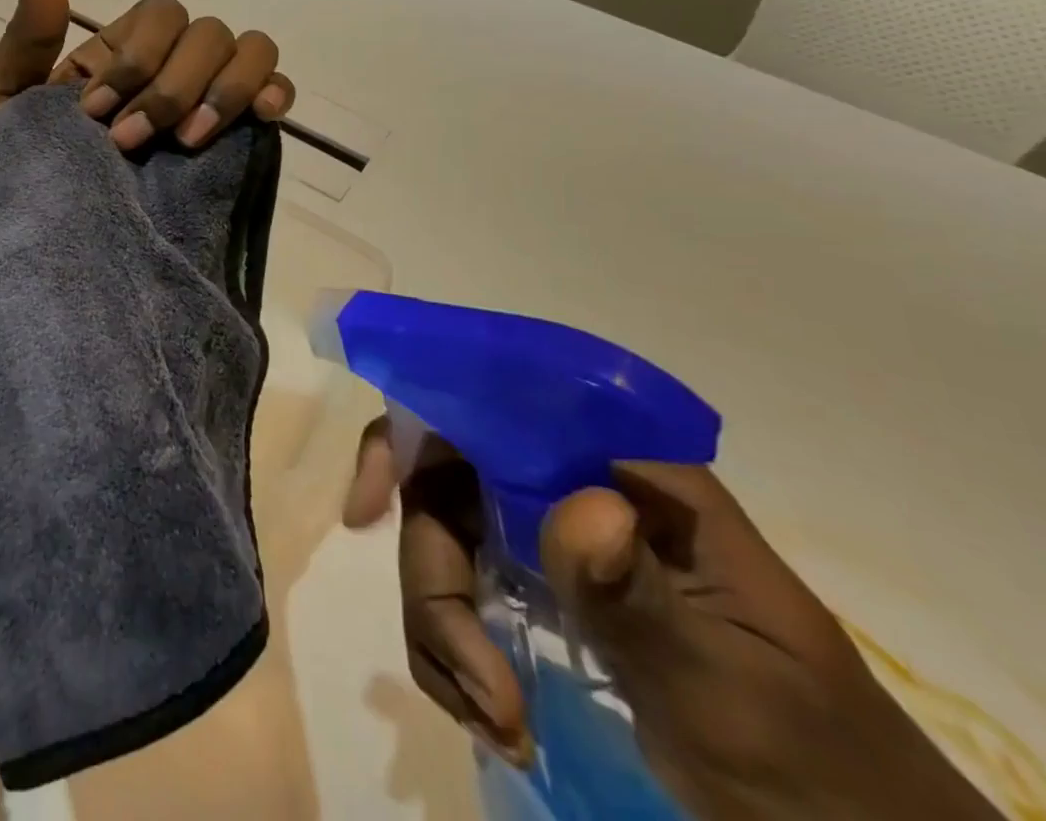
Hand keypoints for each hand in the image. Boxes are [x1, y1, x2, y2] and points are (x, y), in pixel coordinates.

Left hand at [0, 0, 294, 148]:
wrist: (42, 235)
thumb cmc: (19, 164)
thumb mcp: (3, 96)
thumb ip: (29, 30)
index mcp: (124, 50)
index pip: (160, 15)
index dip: (137, 58)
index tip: (95, 114)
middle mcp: (172, 64)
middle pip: (207, 32)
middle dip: (171, 87)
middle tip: (130, 143)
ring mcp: (209, 98)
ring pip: (250, 50)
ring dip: (222, 91)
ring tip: (187, 144)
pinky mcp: (238, 137)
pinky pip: (276, 90)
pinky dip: (274, 93)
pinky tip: (258, 117)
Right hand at [344, 421, 1002, 820]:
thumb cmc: (816, 772)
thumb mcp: (731, 694)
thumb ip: (642, 597)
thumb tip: (578, 504)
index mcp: (621, 472)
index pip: (490, 408)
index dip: (410, 437)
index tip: (365, 511)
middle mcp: (568, 487)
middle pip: (443, 485)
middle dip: (436, 580)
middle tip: (475, 683)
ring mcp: (547, 541)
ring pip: (439, 543)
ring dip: (441, 631)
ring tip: (495, 721)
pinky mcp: (536, 594)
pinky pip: (453, 599)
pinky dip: (451, 658)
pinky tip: (492, 717)